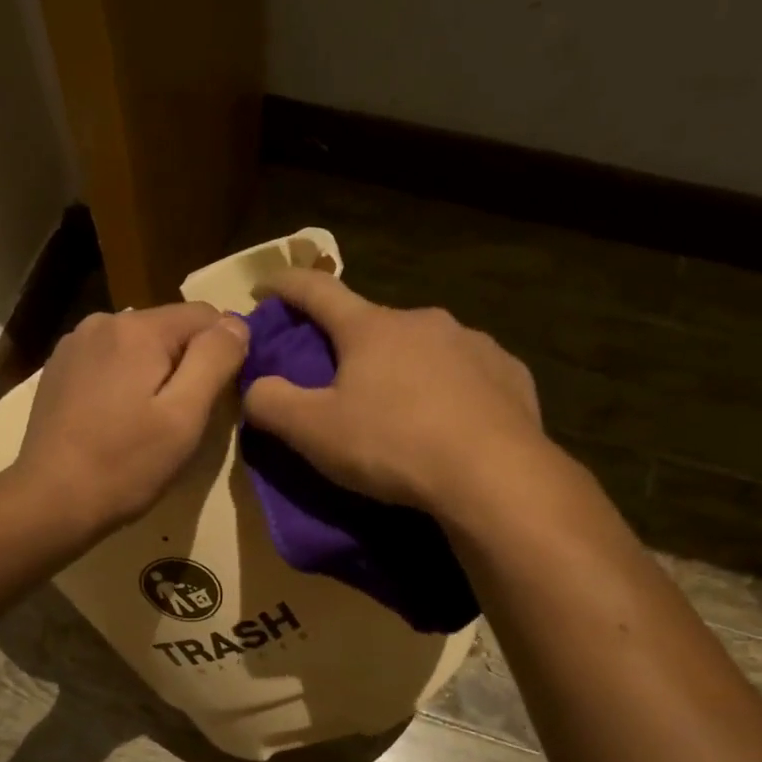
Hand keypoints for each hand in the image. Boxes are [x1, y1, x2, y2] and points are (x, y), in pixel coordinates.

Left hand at [13, 301, 249, 534]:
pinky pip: (110, 362)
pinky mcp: (59, 369)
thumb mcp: (184, 416)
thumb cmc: (126, 464)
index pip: (206, 316)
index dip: (222, 353)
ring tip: (148, 423)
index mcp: (137, 328)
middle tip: (182, 420)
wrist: (50, 500)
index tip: (217, 399)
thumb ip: (215, 360)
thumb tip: (236, 322)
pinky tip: (116, 420)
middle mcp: (103, 321)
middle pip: (170, 329)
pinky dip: (124, 382)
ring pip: (139, 346)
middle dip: (186, 365)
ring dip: (154, 374)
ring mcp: (75, 344)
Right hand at [242, 268, 548, 517]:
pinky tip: (449, 422)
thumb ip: (271, 405)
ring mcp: (472, 343)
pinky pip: (466, 374)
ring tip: (400, 409)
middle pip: (374, 324)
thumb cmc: (392, 445)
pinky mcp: (508, 373)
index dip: (286, 286)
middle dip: (351, 344)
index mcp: (371, 328)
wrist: (493, 474)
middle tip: (339, 380)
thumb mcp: (314, 432)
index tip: (265, 288)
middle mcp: (423, 321)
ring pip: (423, 348)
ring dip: (403, 367)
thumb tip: (254, 386)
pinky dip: (448, 389)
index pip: (317, 292)